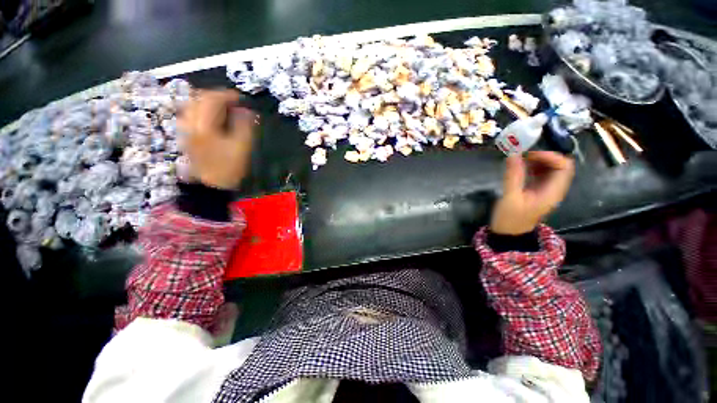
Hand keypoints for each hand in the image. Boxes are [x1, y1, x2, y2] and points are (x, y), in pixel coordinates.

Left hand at [177, 90, 257, 188]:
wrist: (211, 185)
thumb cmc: (229, 167)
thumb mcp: (242, 147)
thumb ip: (245, 125)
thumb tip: (246, 110)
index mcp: (204, 125)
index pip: (213, 99)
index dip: (228, 95)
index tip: (241, 98)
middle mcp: (190, 122)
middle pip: (199, 98)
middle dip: (217, 96)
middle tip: (233, 101)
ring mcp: (185, 128)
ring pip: (193, 104)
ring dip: (209, 101)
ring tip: (224, 107)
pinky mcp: (185, 133)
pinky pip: (191, 113)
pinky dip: (203, 109)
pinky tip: (213, 116)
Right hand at [490, 151, 574, 234]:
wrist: (509, 234)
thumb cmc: (510, 219)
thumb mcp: (510, 198)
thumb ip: (513, 176)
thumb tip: (513, 155)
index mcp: (552, 192)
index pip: (564, 167)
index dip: (550, 157)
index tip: (529, 155)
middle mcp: (553, 189)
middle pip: (559, 165)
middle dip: (543, 157)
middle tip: (523, 156)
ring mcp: (546, 190)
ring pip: (550, 169)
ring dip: (537, 161)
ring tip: (519, 160)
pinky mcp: (537, 190)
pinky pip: (540, 174)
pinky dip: (532, 167)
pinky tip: (519, 168)